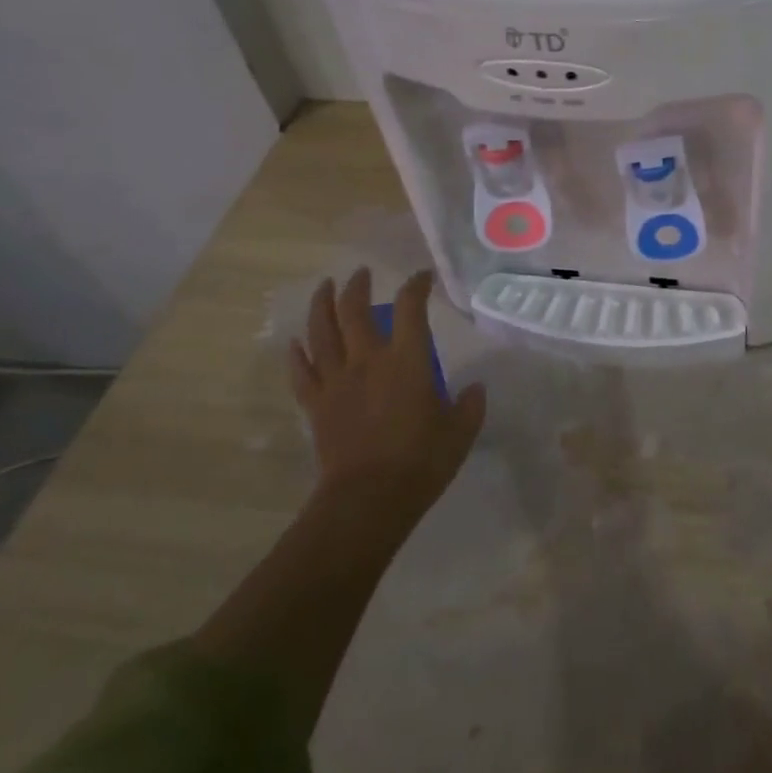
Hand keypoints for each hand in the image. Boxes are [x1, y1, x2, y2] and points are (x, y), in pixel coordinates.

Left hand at [290, 269, 485, 536]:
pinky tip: (295, 342)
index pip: (410, 307)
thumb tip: (476, 388)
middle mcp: (368, 359)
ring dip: (322, 305)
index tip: (423, 277)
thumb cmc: (421, 461)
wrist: (368, 499)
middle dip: (358, 285)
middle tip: (362, 273)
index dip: (416, 285)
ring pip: (322, 332)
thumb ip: (470, 405)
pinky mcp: (317, 405)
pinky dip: (297, 354)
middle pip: (354, 310)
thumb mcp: (460, 431)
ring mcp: (337, 381)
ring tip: (325, 287)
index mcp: (407, 358)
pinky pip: (302, 372)